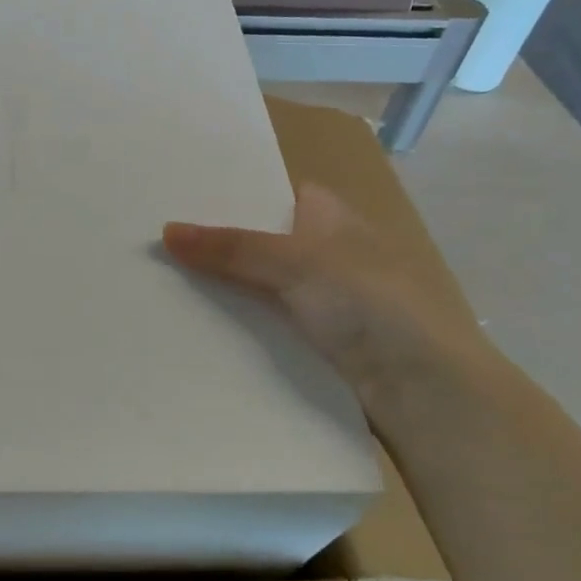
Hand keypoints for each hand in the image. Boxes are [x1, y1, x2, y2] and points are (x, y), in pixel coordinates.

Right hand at [164, 185, 487, 397]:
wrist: (422, 387)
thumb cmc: (369, 302)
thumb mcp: (296, 263)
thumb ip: (231, 247)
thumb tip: (166, 231)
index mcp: (333, 217)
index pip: (276, 193)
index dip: (235, 194)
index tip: (183, 198)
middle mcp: (328, 252)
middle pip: (262, 241)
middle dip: (218, 243)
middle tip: (158, 240)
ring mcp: (323, 299)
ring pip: (260, 285)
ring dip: (223, 286)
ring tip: (160, 279)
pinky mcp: (316, 341)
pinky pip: (266, 323)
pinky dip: (238, 323)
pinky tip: (195, 324)